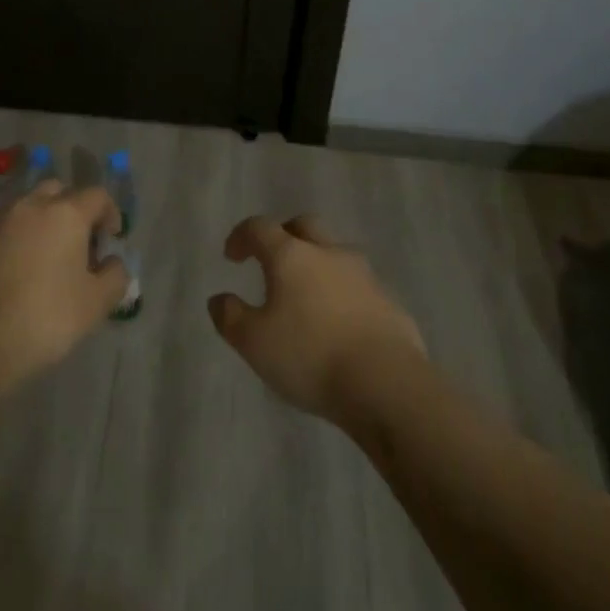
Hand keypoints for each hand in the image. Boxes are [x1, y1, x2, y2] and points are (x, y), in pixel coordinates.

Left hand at [0, 181, 128, 386]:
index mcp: (66, 212)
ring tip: (45, 255)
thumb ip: (115, 276)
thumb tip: (112, 262)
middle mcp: (31, 204)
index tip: (111, 240)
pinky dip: (16, 237)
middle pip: (59, 192)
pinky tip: (16, 269)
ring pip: (28, 206)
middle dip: (73, 210)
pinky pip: (4, 227)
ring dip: (42, 221)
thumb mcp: (96, 304)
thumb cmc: (46, 317)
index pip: (97, 195)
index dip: (110, 214)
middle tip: (78, 243)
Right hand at [208, 215, 425, 423]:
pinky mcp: (390, 302)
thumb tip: (219, 299)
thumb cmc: (311, 356)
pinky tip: (340, 324)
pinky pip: (360, 287)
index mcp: (291, 255)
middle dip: (285, 236)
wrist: (387, 384)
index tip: (232, 256)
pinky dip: (344, 295)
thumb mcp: (254, 343)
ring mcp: (364, 275)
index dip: (242, 236)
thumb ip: (230, 317)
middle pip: (304, 226)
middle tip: (273, 260)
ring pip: (336, 254)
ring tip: (308, 297)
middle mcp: (328, 253)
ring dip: (318, 265)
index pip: (260, 228)